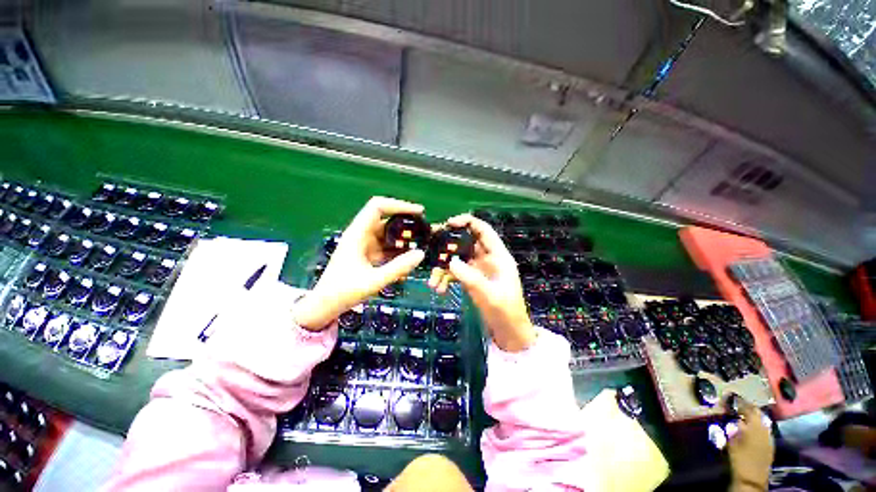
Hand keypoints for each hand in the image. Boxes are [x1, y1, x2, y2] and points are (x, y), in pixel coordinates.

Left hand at [294, 197, 425, 330]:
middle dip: (406, 223)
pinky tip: (409, 259)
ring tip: (422, 245)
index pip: (378, 207)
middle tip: (425, 230)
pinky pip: (387, 247)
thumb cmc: (343, 292)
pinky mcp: (368, 254)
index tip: (419, 212)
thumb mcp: (374, 281)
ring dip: (404, 239)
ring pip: (388, 234)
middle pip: (386, 219)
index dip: (399, 205)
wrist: (324, 307)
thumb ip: (398, 268)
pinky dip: (398, 250)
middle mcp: (361, 235)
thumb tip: (421, 254)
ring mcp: (364, 245)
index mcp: (357, 234)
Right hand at [428, 214, 534, 351]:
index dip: (467, 222)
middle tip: (430, 246)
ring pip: (457, 258)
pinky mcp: (470, 278)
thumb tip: (450, 261)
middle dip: (447, 243)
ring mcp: (477, 268)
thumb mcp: (490, 295)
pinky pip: (454, 272)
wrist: (508, 332)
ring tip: (432, 281)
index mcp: (498, 255)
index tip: (448, 224)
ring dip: (443, 267)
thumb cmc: (506, 312)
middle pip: (465, 241)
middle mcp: (487, 258)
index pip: (483, 230)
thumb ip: (471, 277)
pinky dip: (445, 278)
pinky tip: (439, 288)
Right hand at [728, 399, 773, 491]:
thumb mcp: (732, 441)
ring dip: (754, 417)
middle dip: (749, 408)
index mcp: (754, 425)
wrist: (751, 477)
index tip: (732, 398)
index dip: (740, 402)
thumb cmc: (738, 457)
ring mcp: (769, 436)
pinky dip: (758, 425)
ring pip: (762, 421)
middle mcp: (764, 428)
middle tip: (739, 405)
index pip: (748, 408)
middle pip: (758, 414)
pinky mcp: (770, 444)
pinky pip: (764, 429)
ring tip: (745, 415)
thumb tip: (734, 416)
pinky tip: (752, 428)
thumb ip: (734, 427)